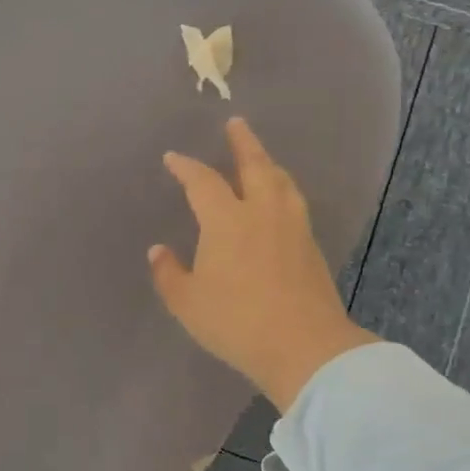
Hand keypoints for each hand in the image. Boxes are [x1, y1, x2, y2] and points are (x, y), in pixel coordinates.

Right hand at [149, 117, 377, 409]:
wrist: (305, 347)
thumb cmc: (236, 322)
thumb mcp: (188, 303)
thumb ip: (169, 274)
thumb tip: (158, 251)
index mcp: (226, 220)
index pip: (203, 182)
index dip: (186, 167)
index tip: (173, 158)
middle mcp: (262, 212)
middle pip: (255, 165)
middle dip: (243, 142)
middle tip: (236, 123)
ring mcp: (292, 227)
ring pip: (281, 181)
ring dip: (268, 163)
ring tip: (260, 157)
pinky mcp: (311, 246)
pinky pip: (294, 202)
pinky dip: (282, 188)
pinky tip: (280, 199)